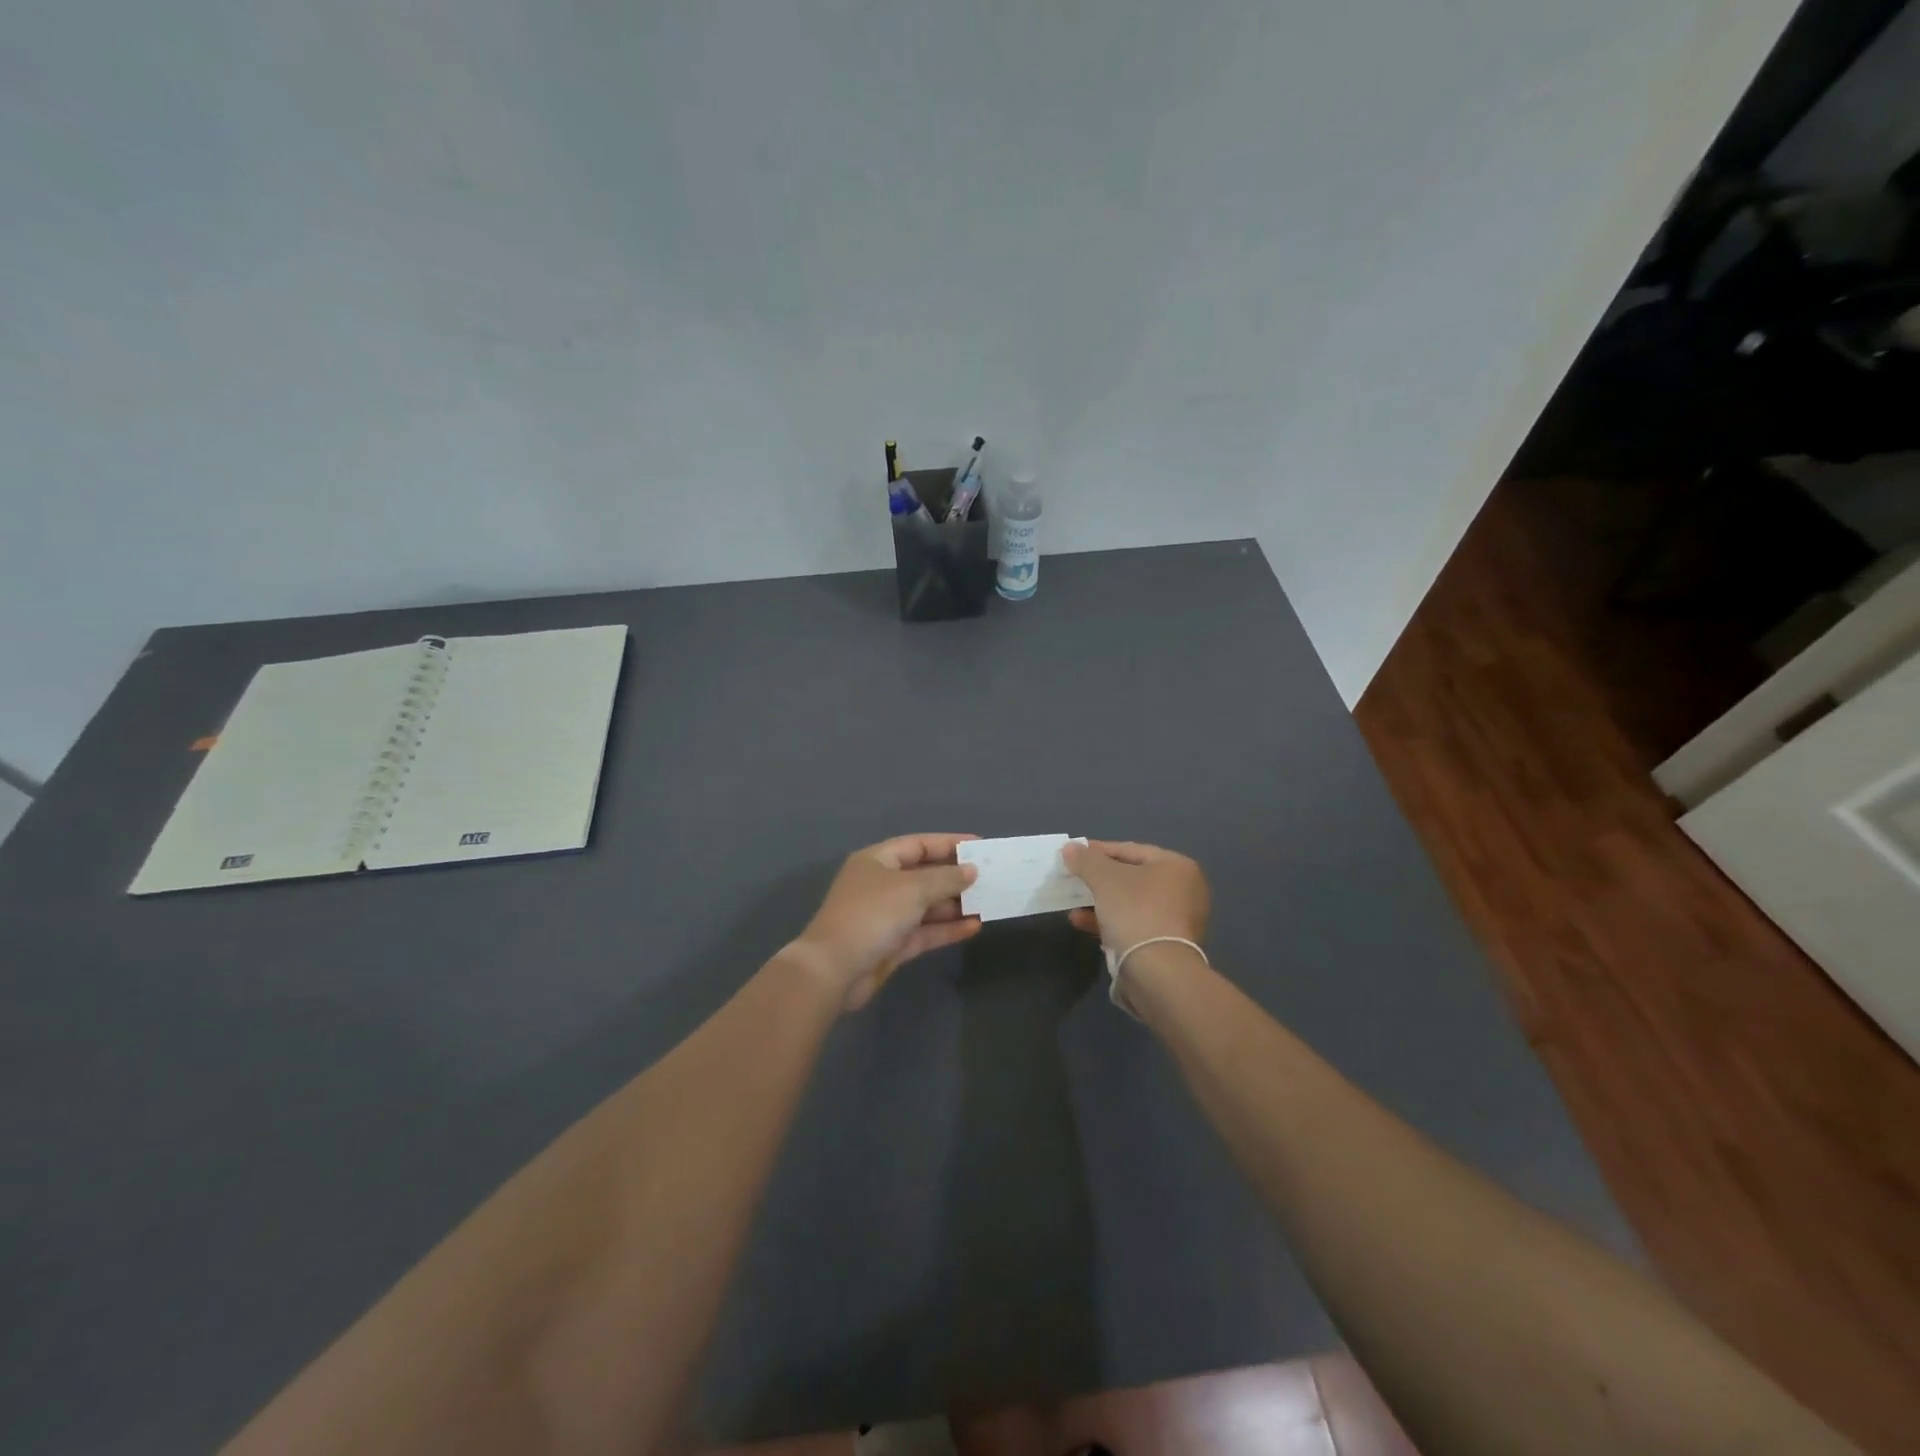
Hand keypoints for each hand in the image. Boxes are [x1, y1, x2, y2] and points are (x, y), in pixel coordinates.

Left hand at [787, 834, 981, 1011]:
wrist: (834, 970)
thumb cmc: (872, 915)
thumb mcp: (912, 889)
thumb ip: (945, 878)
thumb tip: (971, 870)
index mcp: (878, 861)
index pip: (919, 844)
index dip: (949, 843)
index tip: (980, 846)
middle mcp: (882, 885)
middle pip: (924, 875)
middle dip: (955, 877)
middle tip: (990, 878)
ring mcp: (886, 916)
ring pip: (927, 905)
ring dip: (955, 904)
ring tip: (987, 902)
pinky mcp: (892, 944)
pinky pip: (925, 931)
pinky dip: (947, 928)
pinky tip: (974, 927)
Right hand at [1062, 840, 1210, 952]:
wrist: (1157, 972)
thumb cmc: (1135, 912)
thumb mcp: (1105, 879)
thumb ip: (1086, 860)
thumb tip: (1070, 848)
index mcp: (1177, 867)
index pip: (1131, 850)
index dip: (1099, 850)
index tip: (1074, 853)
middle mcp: (1184, 890)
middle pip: (1132, 877)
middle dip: (1099, 879)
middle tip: (1073, 878)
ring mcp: (1177, 920)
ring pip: (1130, 903)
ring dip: (1100, 902)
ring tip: (1073, 904)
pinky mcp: (1166, 945)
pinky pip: (1133, 924)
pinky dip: (1109, 921)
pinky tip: (1082, 923)